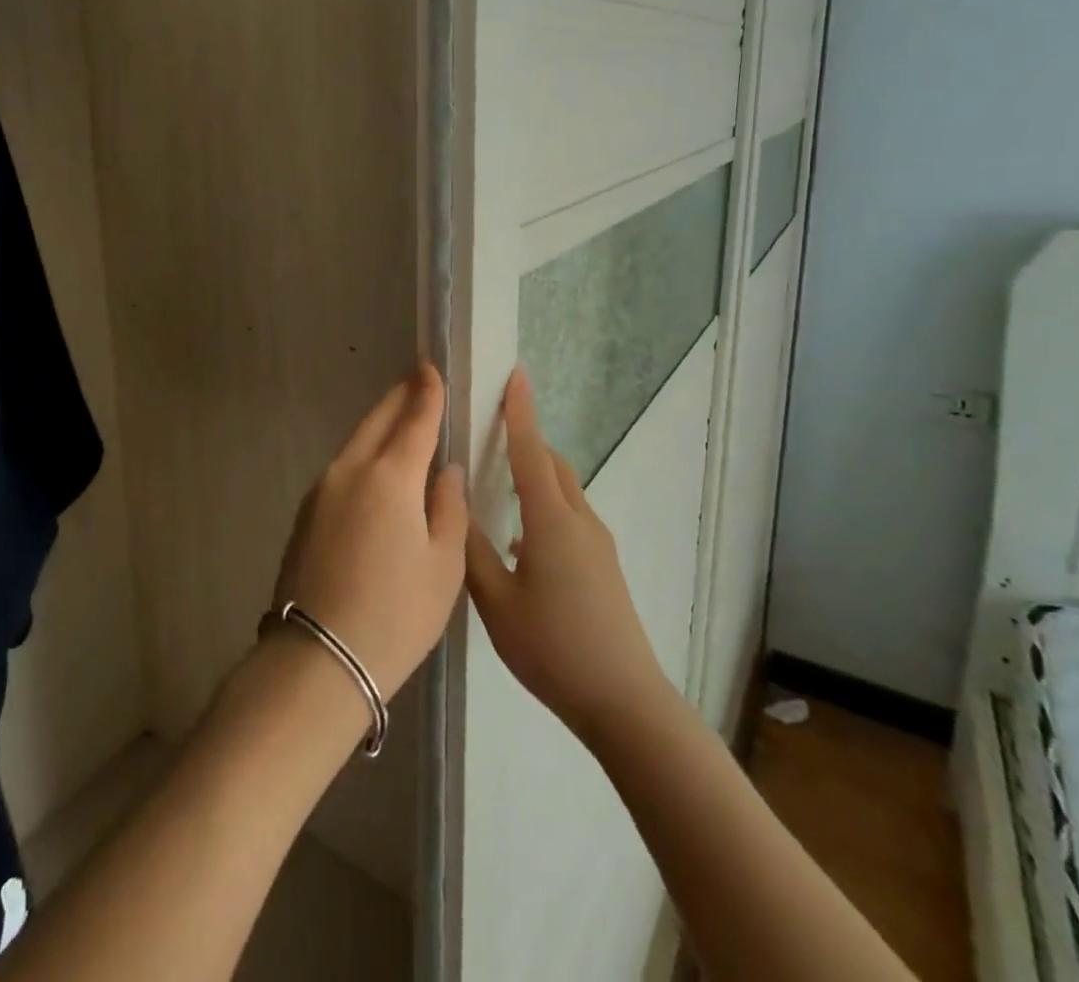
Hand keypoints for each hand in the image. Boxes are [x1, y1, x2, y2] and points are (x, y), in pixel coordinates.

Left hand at [271, 364, 467, 702]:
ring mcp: (321, 489)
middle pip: (378, 420)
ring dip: (380, 426)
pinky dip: (364, 455)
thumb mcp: (443, 566)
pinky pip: (343, 467)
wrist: (320, 658)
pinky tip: (377, 470)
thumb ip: (448, 507)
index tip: (430, 366)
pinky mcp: (306, 511)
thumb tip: (445, 471)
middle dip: (399, 398)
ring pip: (356, 442)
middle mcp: (350, 469)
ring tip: (402, 422)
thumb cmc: (397, 614)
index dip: (426, 391)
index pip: (414, 418)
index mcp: (390, 476)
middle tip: (418, 382)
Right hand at [464, 369, 675, 745]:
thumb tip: (454, 500)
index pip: (530, 451)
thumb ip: (470, 548)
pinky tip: (520, 541)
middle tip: (492, 430)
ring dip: (536, 474)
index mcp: (550, 520)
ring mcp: (597, 544)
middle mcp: (579, 521)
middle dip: (526, 440)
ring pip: (563, 491)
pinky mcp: (604, 566)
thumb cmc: (552, 647)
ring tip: (500, 481)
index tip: (515, 375)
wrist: (624, 702)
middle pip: (551, 464)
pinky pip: (570, 516)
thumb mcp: (495, 600)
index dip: (520, 412)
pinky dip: (545, 506)